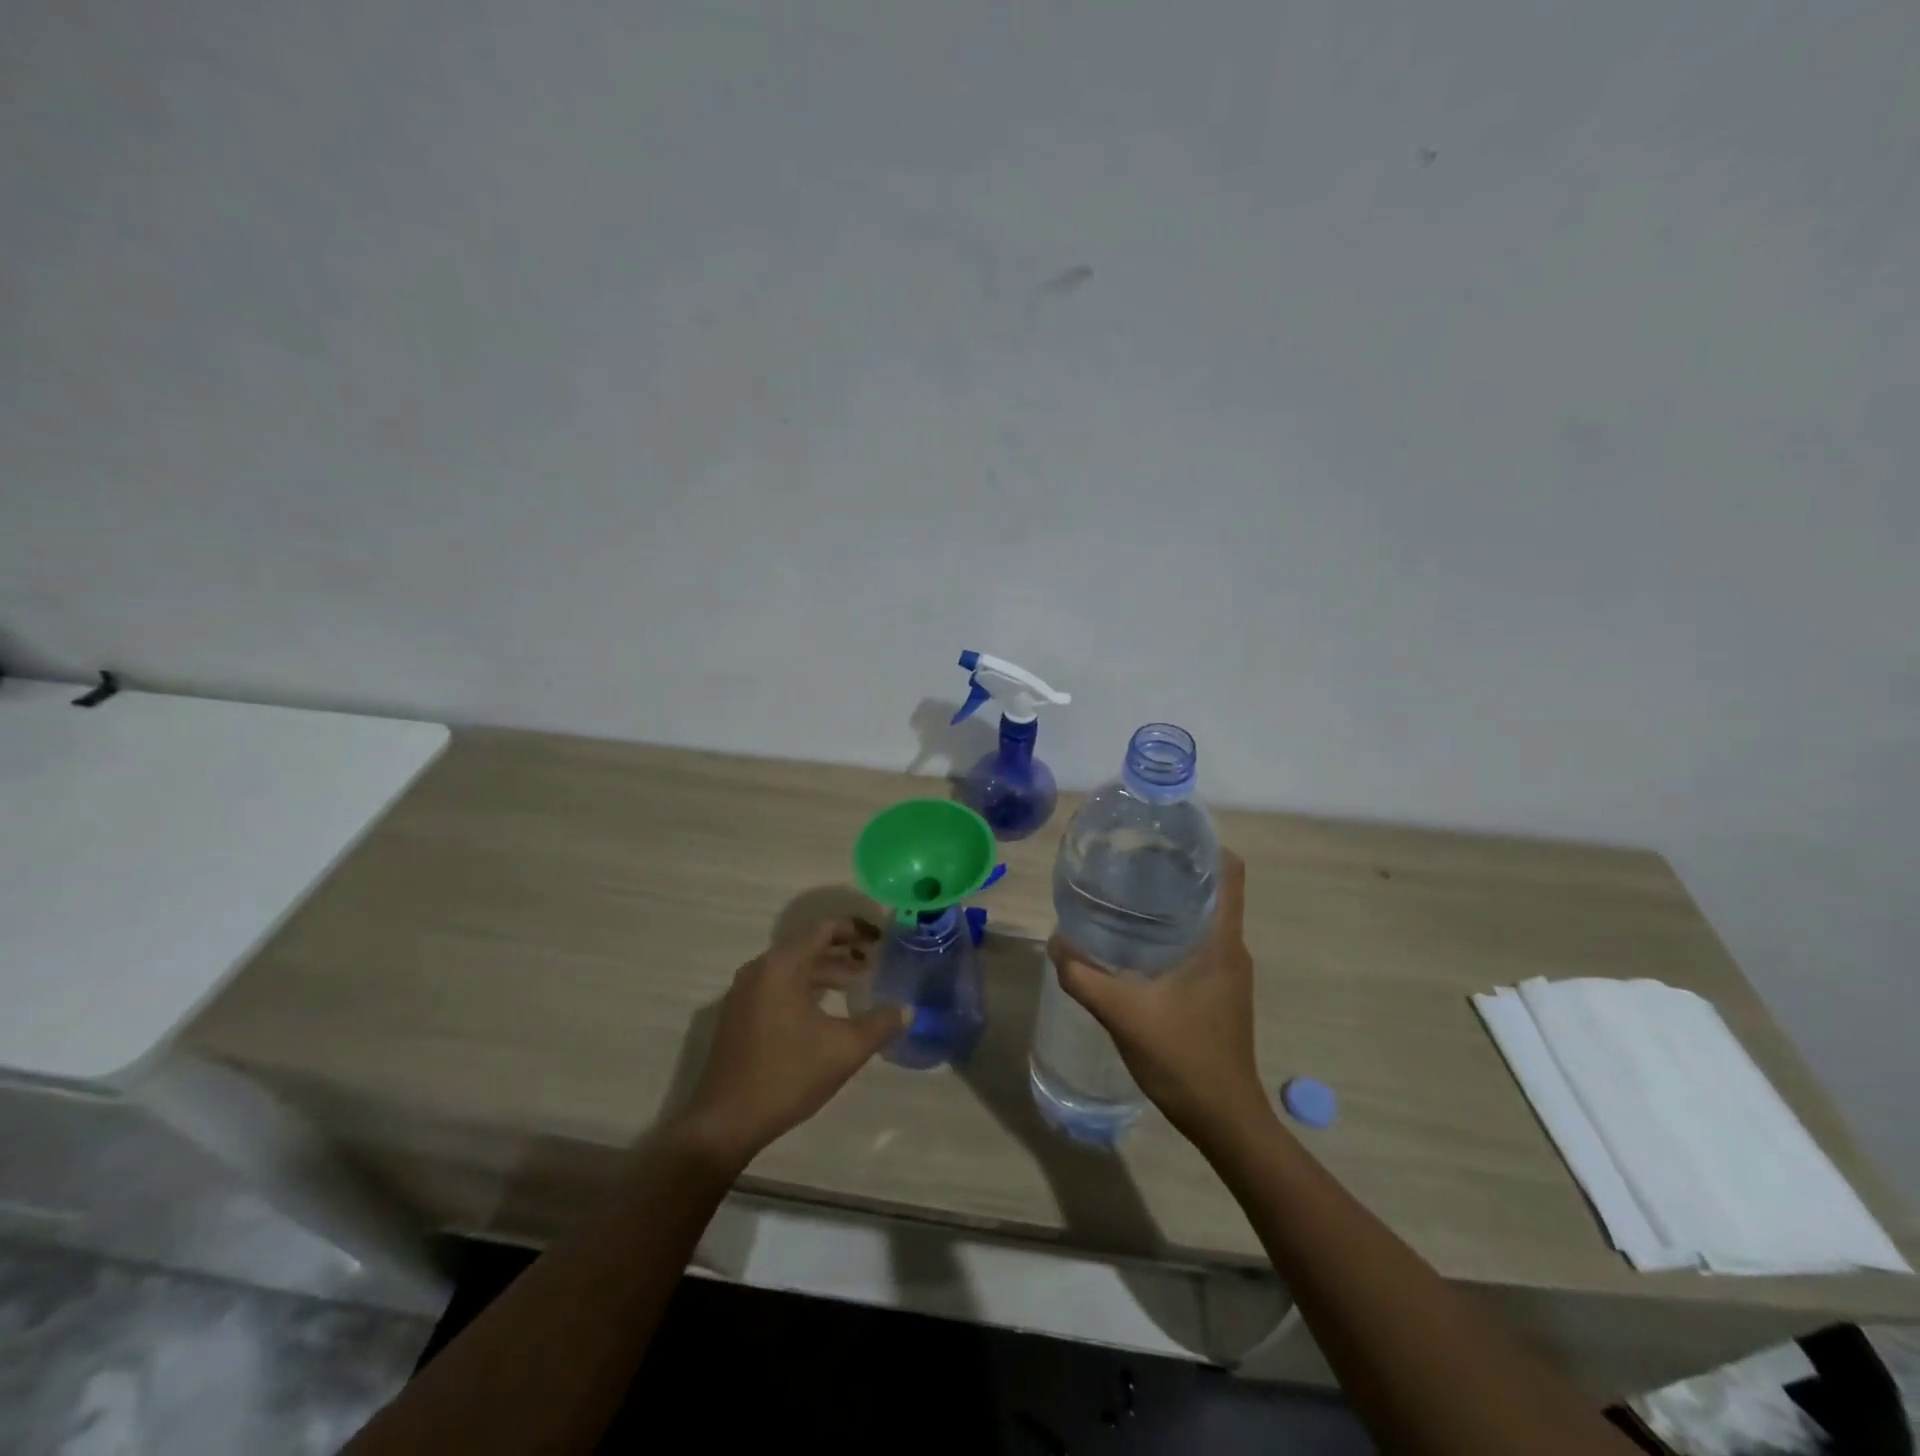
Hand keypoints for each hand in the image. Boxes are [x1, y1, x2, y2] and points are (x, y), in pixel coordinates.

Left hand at [677, 918, 906, 1168]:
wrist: (725, 1122)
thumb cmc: (787, 1075)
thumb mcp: (844, 1049)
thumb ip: (880, 1024)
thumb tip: (906, 1010)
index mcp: (781, 966)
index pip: (824, 929)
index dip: (857, 929)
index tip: (883, 937)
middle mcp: (759, 969)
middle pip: (808, 945)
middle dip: (844, 950)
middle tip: (877, 959)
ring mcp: (744, 992)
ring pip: (793, 967)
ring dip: (826, 970)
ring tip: (859, 982)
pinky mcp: (739, 1014)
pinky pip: (779, 985)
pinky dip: (806, 986)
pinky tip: (827, 1008)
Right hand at [1048, 850, 1267, 1145]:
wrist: (1224, 1119)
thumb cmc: (1183, 1058)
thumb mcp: (1124, 1014)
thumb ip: (1084, 976)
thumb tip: (1056, 941)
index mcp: (1220, 941)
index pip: (1230, 871)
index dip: (1204, 844)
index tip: (1164, 836)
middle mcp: (1230, 948)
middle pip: (1212, 888)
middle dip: (1175, 868)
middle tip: (1127, 860)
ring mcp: (1227, 971)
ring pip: (1203, 917)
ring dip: (1171, 901)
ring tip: (1125, 895)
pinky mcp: (1219, 991)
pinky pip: (1198, 943)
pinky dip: (1171, 931)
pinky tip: (1135, 944)